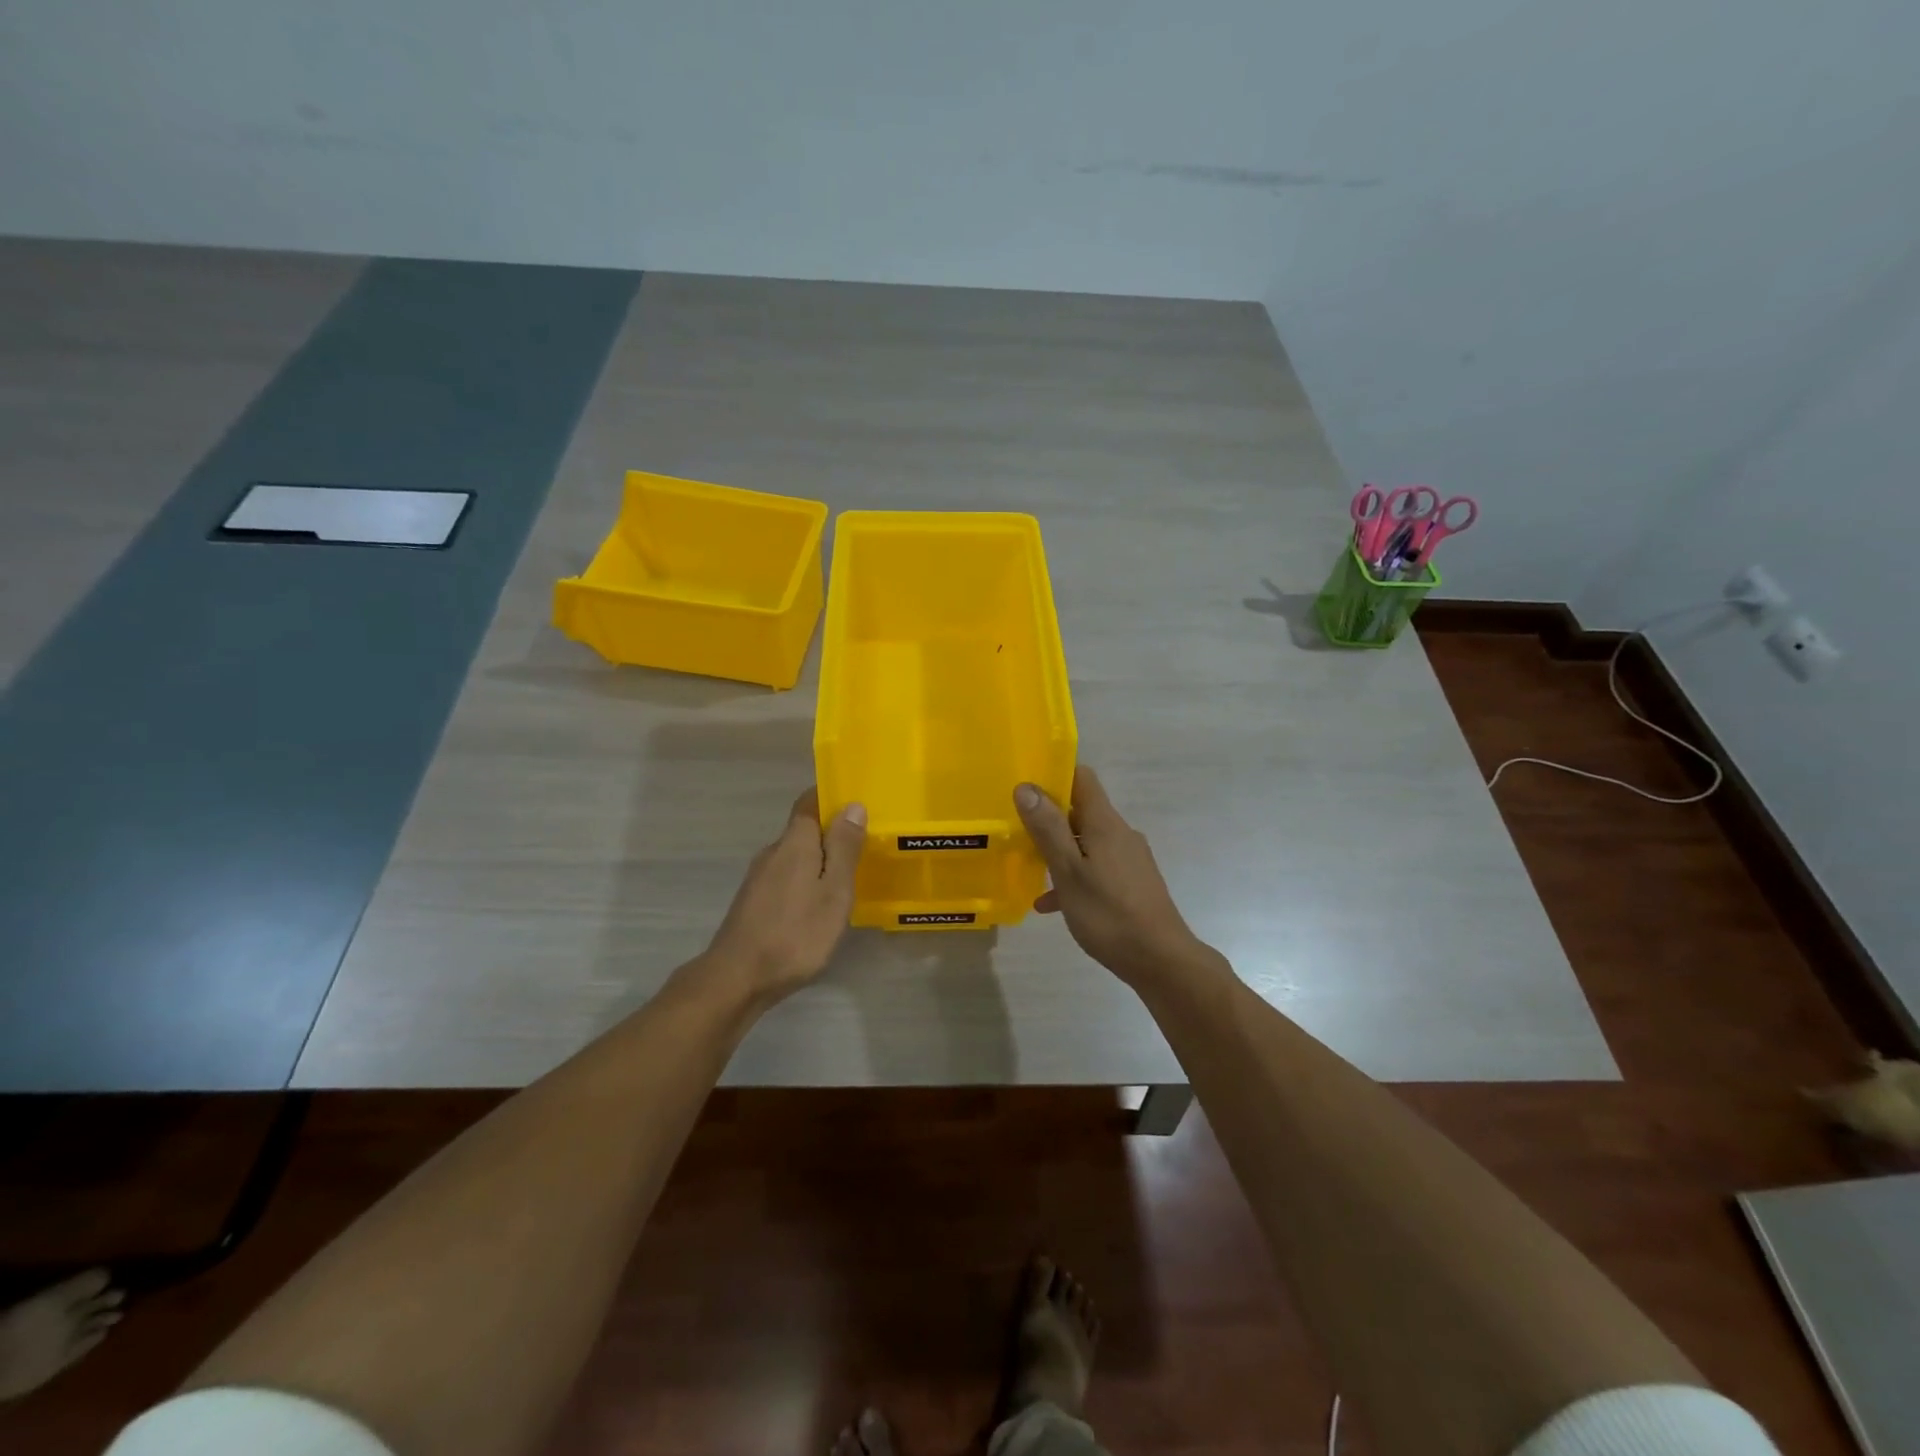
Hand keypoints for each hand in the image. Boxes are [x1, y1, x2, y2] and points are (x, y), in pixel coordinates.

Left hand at [705, 789, 866, 1004]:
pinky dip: (806, 880)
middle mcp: (772, 852)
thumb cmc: (795, 932)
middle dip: (830, 832)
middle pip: (803, 830)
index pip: (808, 802)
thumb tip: (852, 804)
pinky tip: (818, 903)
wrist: (738, 978)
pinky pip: (786, 877)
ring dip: (819, 859)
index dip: (830, 796)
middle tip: (863, 843)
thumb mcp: (833, 891)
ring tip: (847, 875)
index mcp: (794, 843)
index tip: (855, 800)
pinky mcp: (754, 902)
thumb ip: (844, 848)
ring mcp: (759, 878)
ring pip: (795, 856)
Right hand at [1015, 767, 1207, 984]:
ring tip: (1028, 870)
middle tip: (1016, 831)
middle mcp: (1120, 834)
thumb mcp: (1068, 872)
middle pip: (1081, 810)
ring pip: (1086, 843)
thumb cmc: (1108, 914)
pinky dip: (1073, 877)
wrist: (1160, 960)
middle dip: (1049, 818)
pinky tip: (1050, 904)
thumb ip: (1047, 829)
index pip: (1081, 778)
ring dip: (1058, 851)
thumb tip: (1027, 786)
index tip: (1025, 787)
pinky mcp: (1132, 883)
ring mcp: (1129, 859)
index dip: (1054, 775)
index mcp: (1105, 823)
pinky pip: (1096, 868)